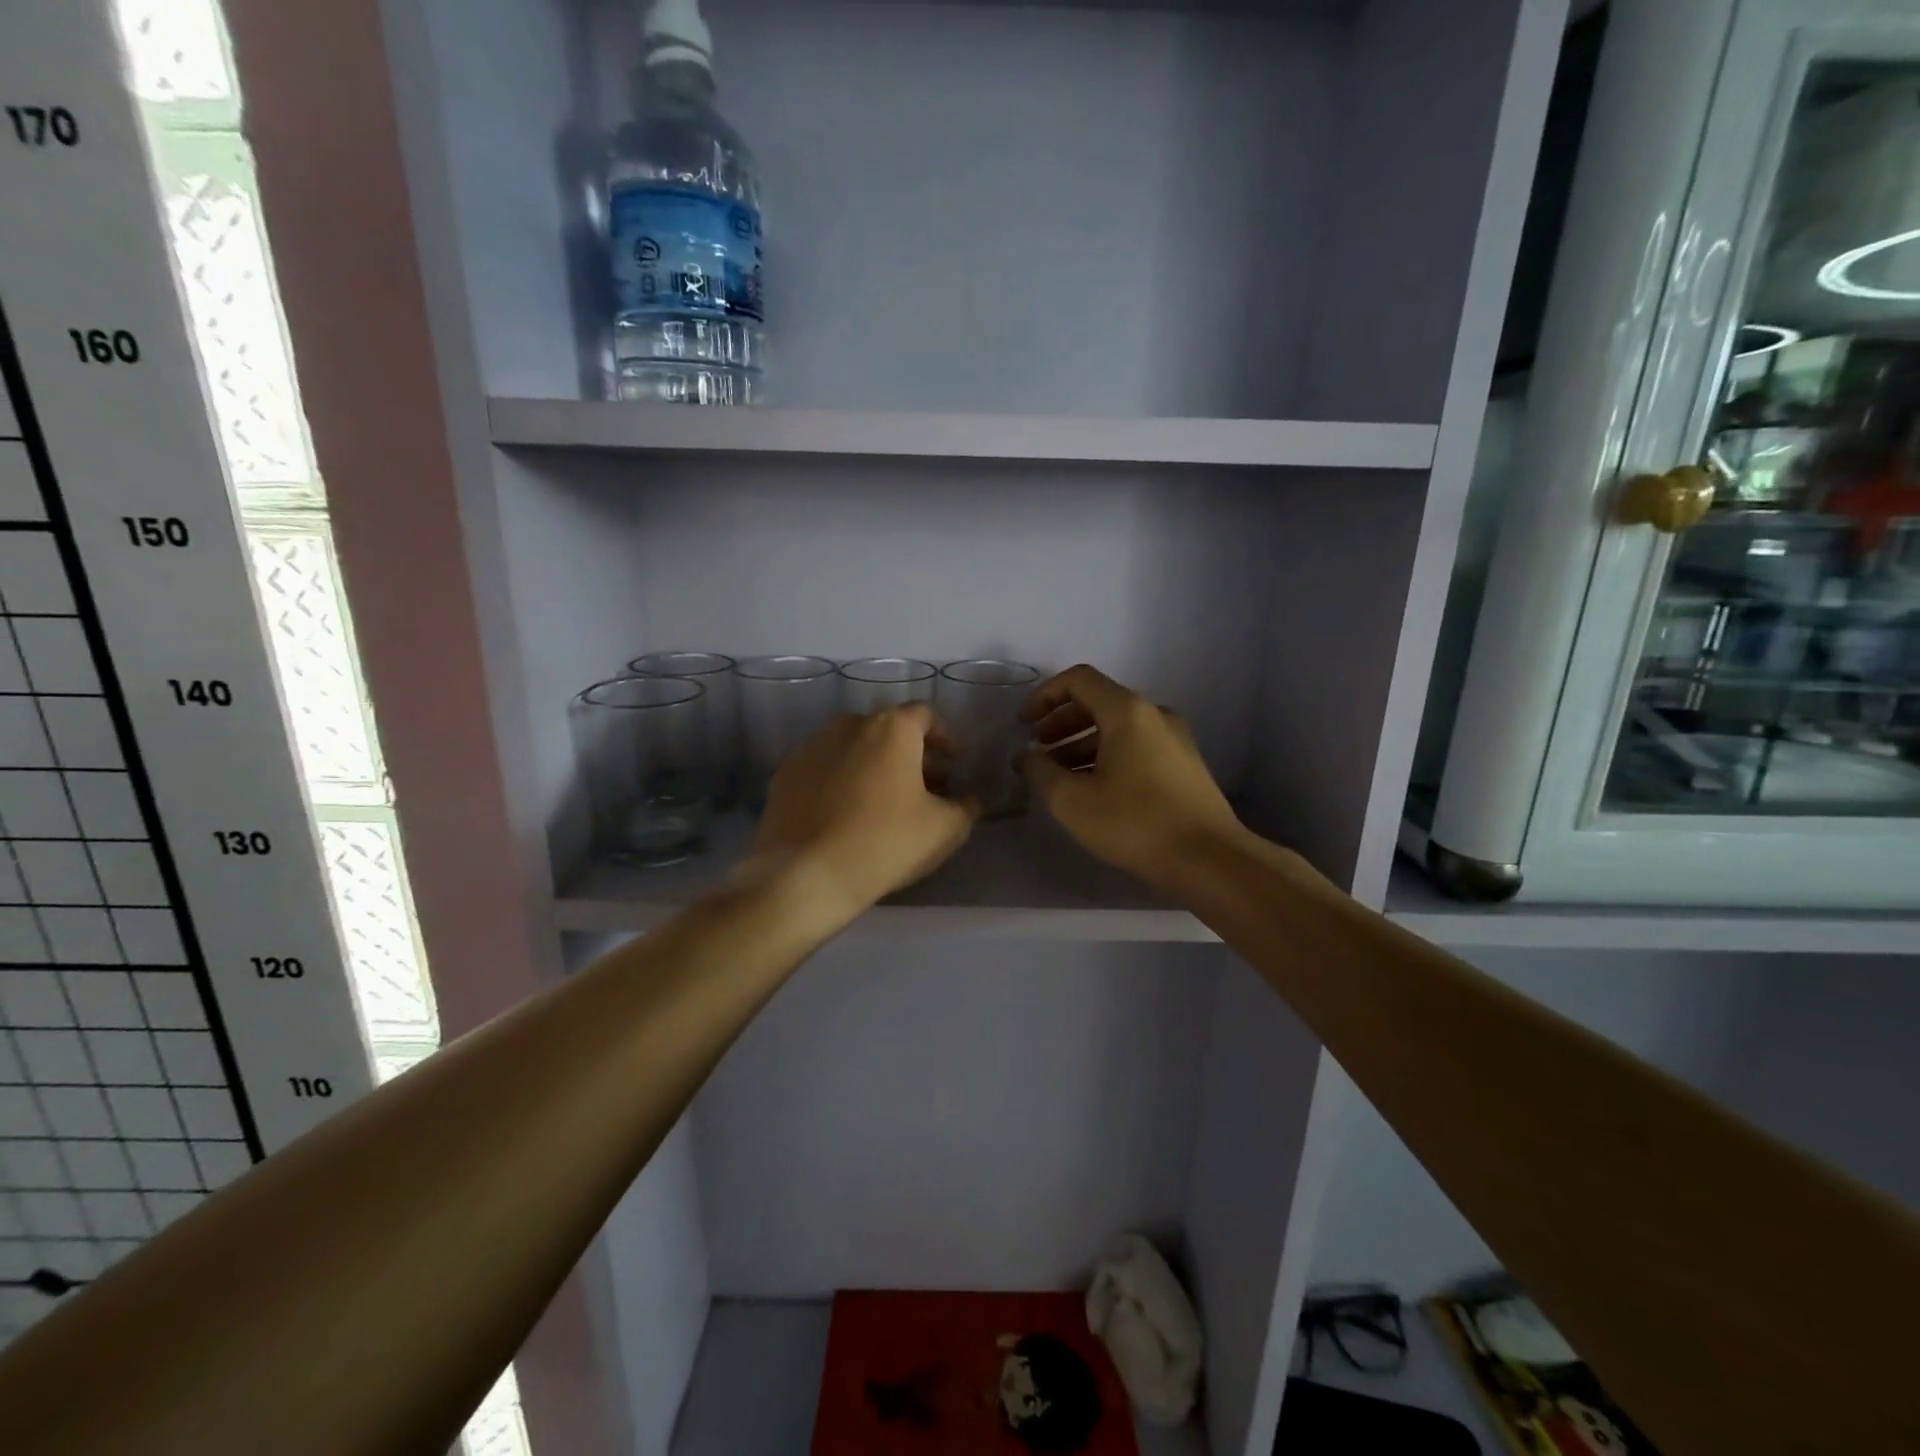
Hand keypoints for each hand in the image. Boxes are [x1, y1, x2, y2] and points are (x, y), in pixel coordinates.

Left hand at [747, 703, 977, 922]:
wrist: (805, 875)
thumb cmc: (885, 843)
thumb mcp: (944, 830)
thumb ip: (966, 805)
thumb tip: (972, 797)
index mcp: (891, 728)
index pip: (925, 715)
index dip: (943, 737)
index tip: (952, 763)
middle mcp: (849, 725)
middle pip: (888, 730)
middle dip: (909, 754)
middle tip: (922, 788)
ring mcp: (811, 747)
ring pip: (852, 747)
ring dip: (872, 765)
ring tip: (882, 802)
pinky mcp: (785, 773)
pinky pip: (823, 769)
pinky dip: (839, 781)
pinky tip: (844, 815)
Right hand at [1017, 664, 1244, 892]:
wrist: (1209, 860)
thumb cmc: (1135, 823)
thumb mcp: (1072, 800)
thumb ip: (1040, 771)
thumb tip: (1027, 756)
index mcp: (1127, 711)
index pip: (1078, 680)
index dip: (1044, 696)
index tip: (1023, 724)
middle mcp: (1154, 714)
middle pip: (1098, 702)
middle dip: (1060, 722)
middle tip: (1037, 750)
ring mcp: (1174, 739)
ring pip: (1117, 728)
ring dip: (1081, 743)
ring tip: (1058, 775)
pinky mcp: (1183, 764)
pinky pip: (1136, 746)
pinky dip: (1106, 756)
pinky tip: (1092, 788)